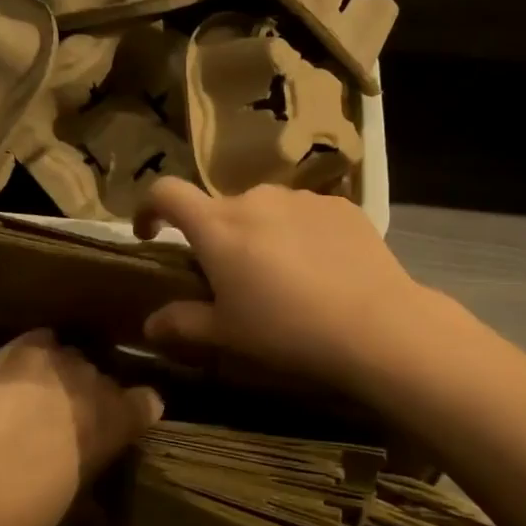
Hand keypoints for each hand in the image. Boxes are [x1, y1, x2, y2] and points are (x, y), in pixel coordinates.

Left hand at [0, 330, 161, 525]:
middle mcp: (97, 380)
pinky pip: (39, 341)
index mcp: (119, 419)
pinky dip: (33, 355)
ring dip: (62, 375)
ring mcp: (60, 359)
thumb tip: (97, 504)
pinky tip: (18, 372)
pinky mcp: (23, 348)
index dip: (134, 412)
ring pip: (70, 357)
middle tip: (67, 420)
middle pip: (102, 378)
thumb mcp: (72, 505)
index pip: (147, 402)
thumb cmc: (31, 504)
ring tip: (39, 395)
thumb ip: (91, 485)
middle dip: (90, 396)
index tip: (122, 426)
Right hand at [134, 179, 431, 389]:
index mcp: (218, 226)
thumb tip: (149, 323)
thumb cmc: (287, 329)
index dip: (149, 207)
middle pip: (220, 209)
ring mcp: (301, 197)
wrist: (376, 324)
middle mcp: (255, 198)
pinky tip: (322, 267)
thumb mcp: (228, 333)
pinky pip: (305, 213)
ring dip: (261, 233)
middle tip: (232, 278)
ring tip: (283, 274)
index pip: (167, 192)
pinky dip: (300, 233)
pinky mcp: (340, 205)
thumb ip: (183, 322)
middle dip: (216, 237)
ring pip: (265, 209)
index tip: (151, 232)